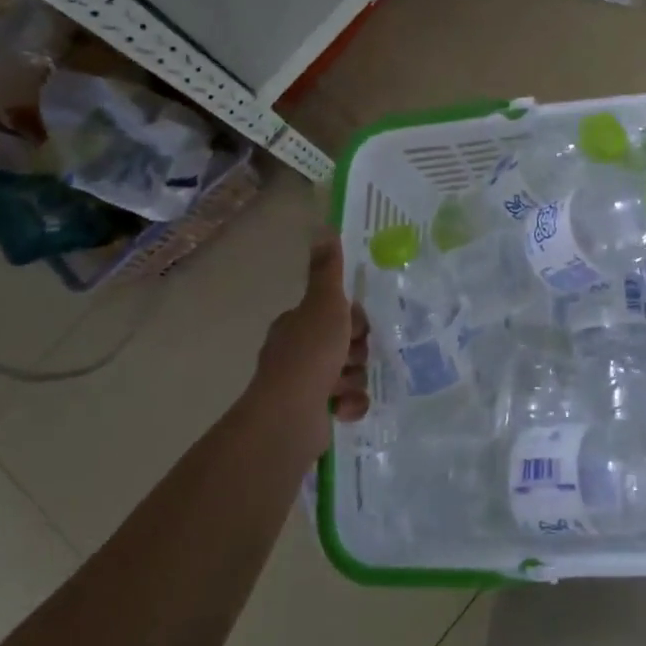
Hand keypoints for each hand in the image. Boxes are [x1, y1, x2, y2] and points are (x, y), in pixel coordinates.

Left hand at [253, 230, 368, 437]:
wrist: (289, 416)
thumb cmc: (310, 354)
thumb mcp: (324, 304)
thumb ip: (328, 271)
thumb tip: (324, 229)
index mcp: (298, 324)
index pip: (337, 313)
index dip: (353, 320)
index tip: (356, 328)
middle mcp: (298, 351)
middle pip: (347, 344)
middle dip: (356, 353)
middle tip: (350, 358)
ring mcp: (304, 384)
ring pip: (350, 374)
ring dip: (353, 380)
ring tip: (341, 388)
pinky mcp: (313, 413)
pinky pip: (347, 402)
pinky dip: (349, 405)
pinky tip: (341, 409)